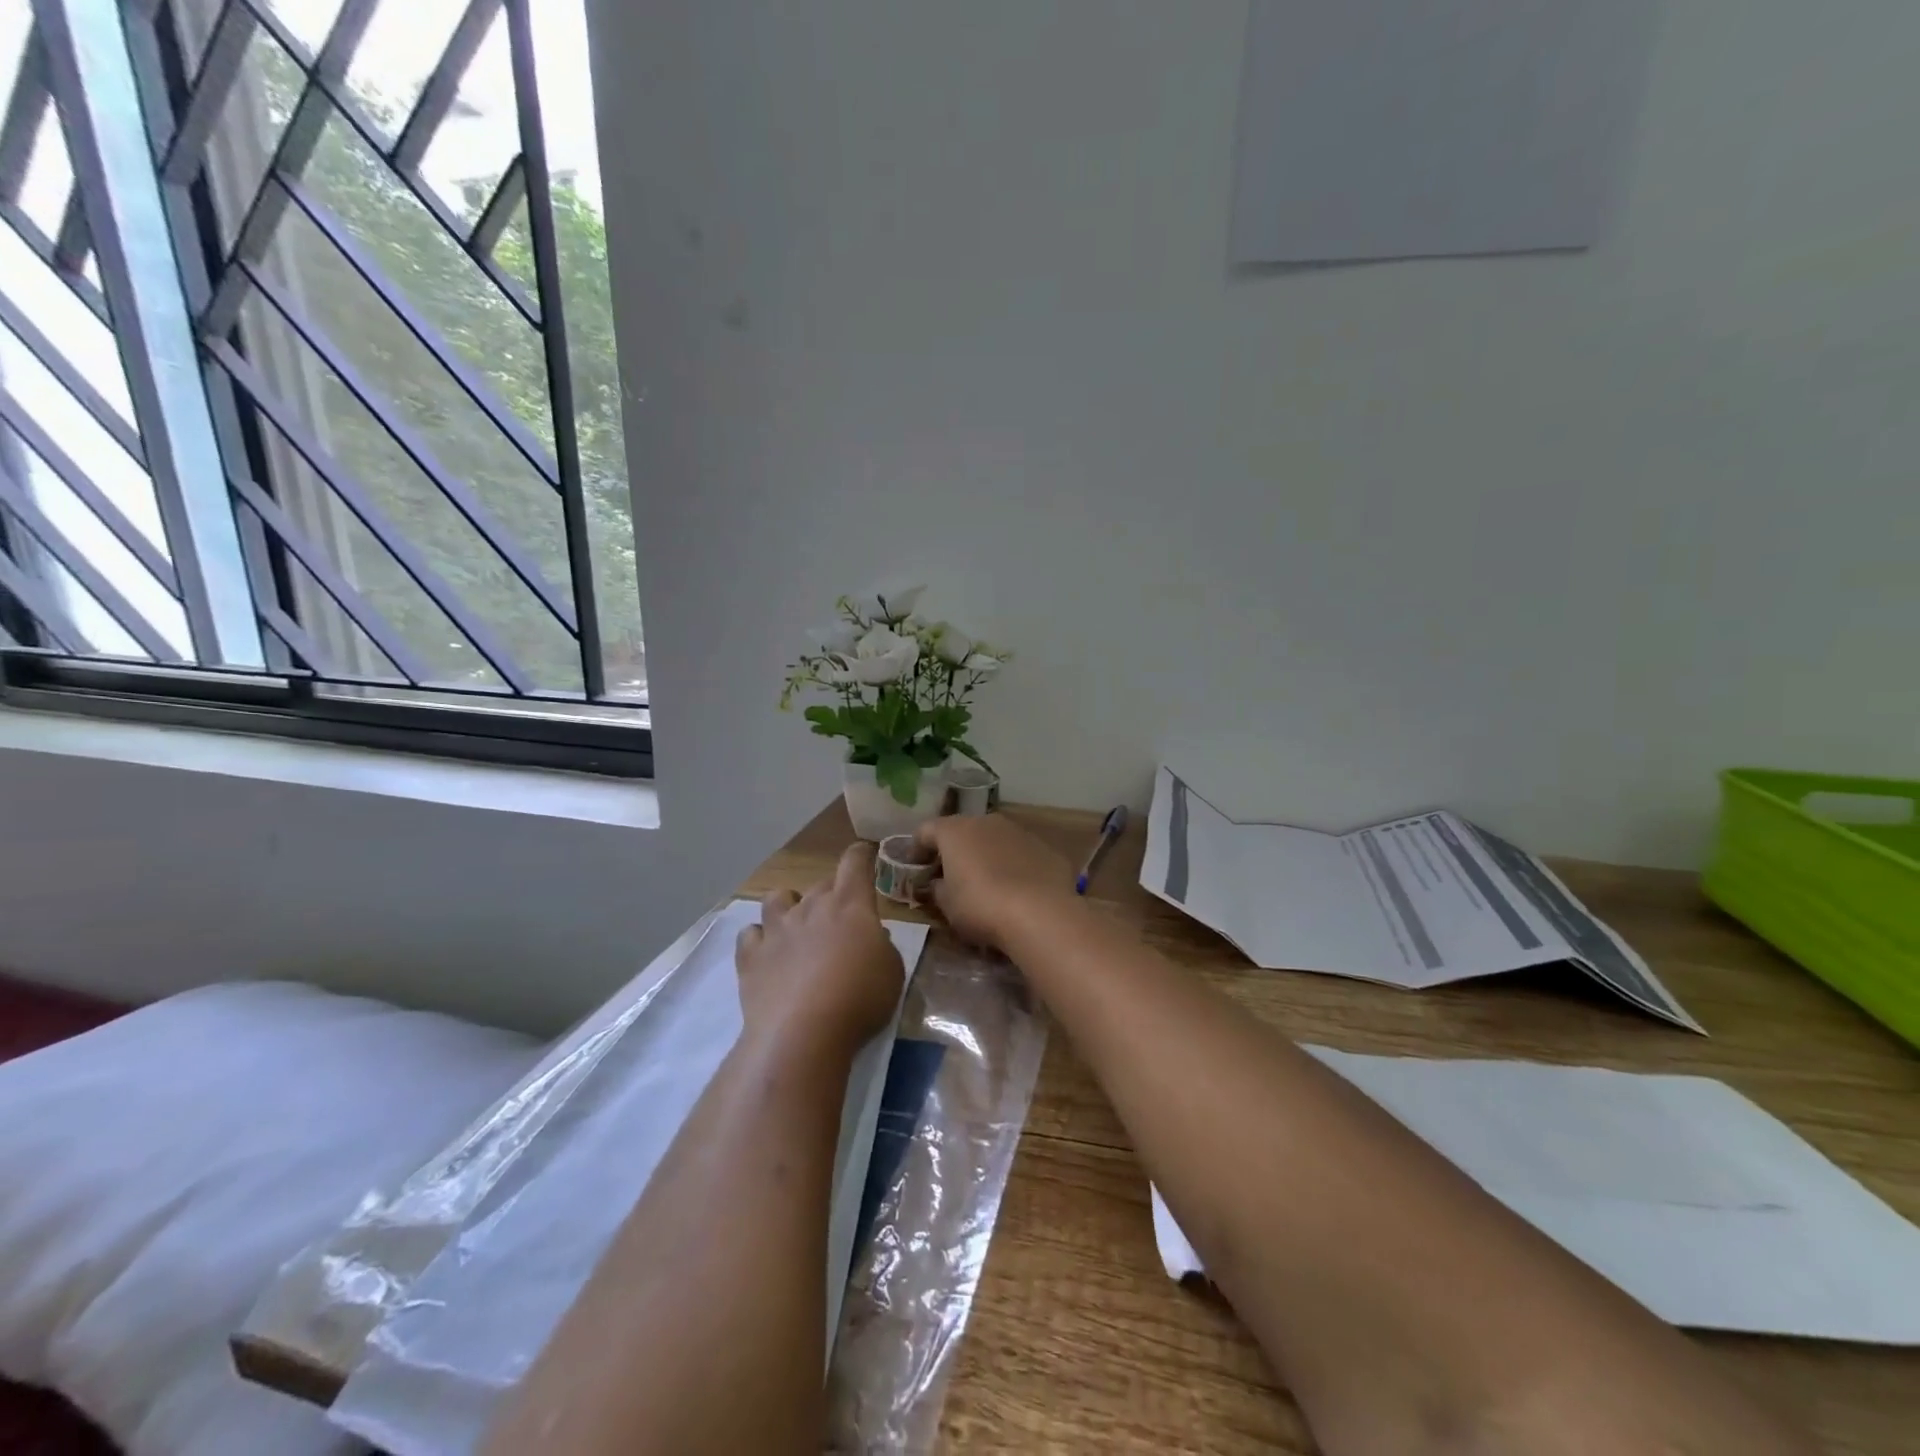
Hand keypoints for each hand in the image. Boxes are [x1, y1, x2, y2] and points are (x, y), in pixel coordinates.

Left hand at [736, 843, 904, 1058]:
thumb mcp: (892, 971)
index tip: (865, 855)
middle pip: (820, 884)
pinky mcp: (751, 956)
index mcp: (850, 904)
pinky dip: (758, 940)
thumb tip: (871, 936)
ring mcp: (776, 930)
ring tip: (794, 927)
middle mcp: (811, 907)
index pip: (855, 863)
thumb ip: (882, 946)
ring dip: (788, 907)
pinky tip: (766, 954)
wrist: (803, 1033)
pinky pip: (750, 935)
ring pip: (777, 898)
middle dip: (831, 895)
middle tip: (840, 920)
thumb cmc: (859, 999)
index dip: (861, 855)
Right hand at [914, 814, 1076, 950]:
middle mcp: (986, 822)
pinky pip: (1020, 853)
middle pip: (962, 831)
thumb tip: (937, 883)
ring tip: (986, 882)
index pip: (926, 830)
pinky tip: (1016, 889)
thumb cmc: (980, 906)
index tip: (915, 866)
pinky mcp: (1044, 848)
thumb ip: (937, 889)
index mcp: (955, 831)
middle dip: (954, 849)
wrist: (1039, 912)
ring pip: (994, 839)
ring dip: (986, 855)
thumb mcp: (947, 905)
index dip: (917, 848)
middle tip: (949, 874)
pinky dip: (1013, 865)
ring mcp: (1018, 832)